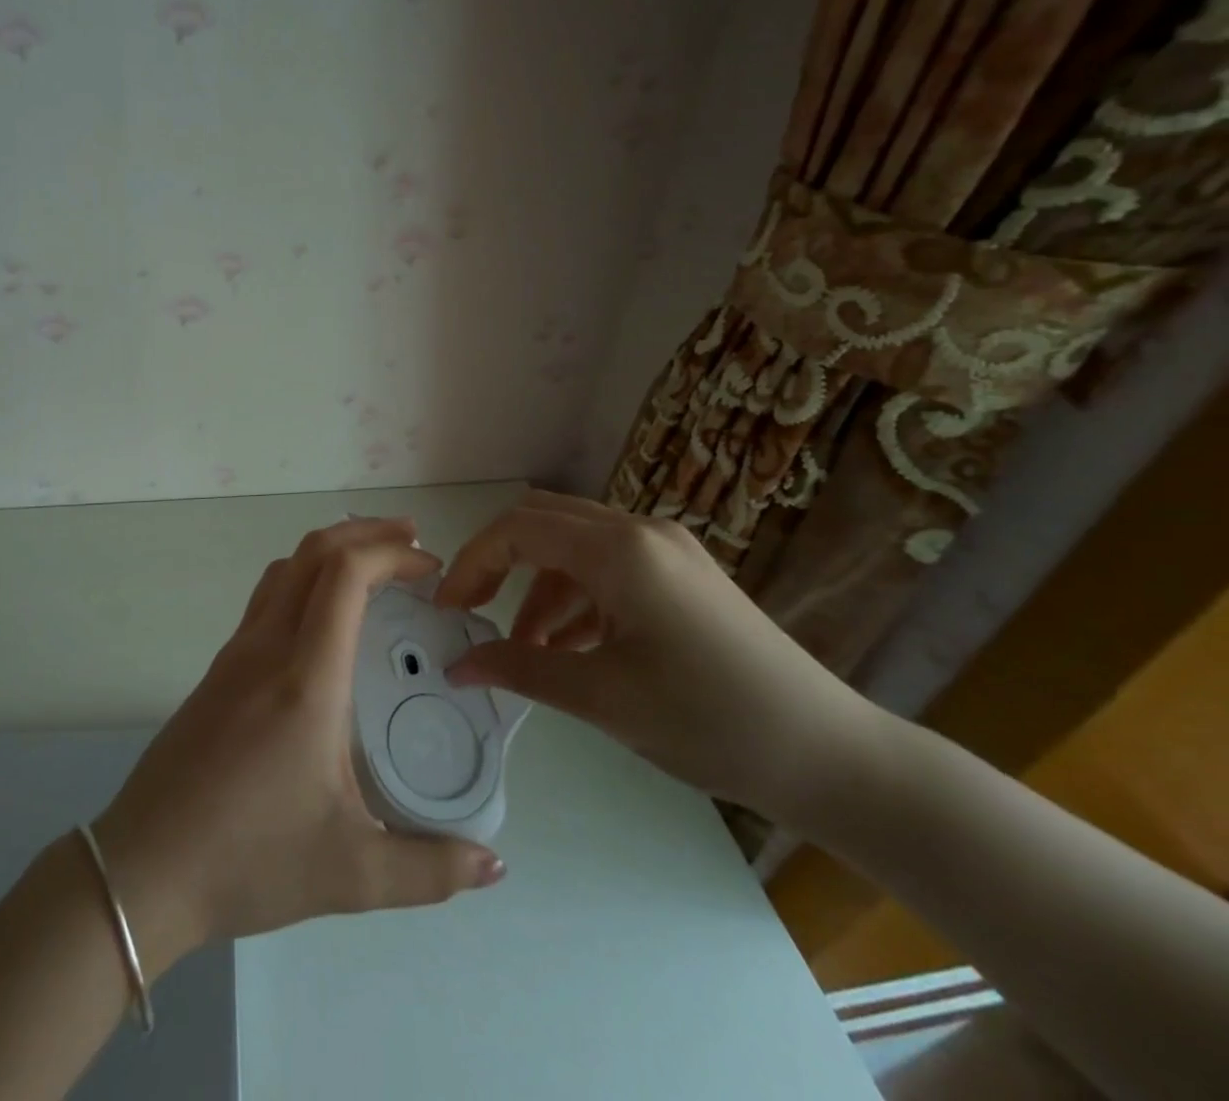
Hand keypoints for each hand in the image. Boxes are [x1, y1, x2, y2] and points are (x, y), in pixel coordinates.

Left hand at [92, 518, 506, 972]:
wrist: (144, 867)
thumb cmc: (249, 860)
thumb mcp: (351, 875)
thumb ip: (430, 870)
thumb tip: (494, 865)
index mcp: (305, 678)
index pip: (344, 575)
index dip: (390, 553)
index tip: (430, 567)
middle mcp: (267, 647)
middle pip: (313, 553)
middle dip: (366, 533)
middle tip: (412, 542)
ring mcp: (235, 653)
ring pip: (285, 569)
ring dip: (331, 551)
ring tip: (373, 567)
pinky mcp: (218, 670)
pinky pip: (267, 597)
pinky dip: (305, 578)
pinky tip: (325, 619)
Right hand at [439, 491, 880, 824]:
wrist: (834, 759)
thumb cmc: (710, 721)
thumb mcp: (601, 697)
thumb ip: (518, 668)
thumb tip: (456, 666)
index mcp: (620, 549)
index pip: (518, 529)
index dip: (472, 563)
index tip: (447, 611)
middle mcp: (641, 530)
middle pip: (543, 522)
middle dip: (499, 564)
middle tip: (472, 613)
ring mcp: (667, 549)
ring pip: (574, 546)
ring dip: (538, 589)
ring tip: (526, 650)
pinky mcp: (683, 573)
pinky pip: (608, 567)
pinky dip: (576, 597)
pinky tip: (570, 647)